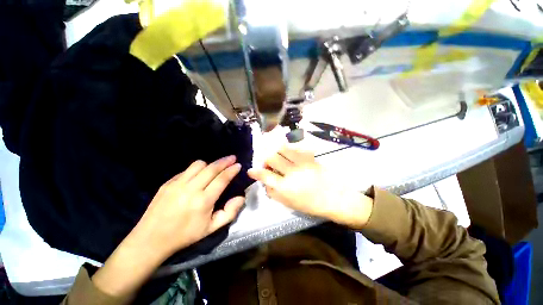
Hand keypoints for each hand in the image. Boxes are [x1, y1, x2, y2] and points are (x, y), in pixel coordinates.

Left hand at [92, 156, 244, 297]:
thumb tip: (241, 197)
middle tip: (232, 158)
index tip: (238, 165)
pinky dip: (197, 169)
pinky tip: (199, 175)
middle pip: (212, 168)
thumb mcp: (211, 228)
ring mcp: (177, 184)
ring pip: (198, 165)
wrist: (151, 239)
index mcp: (203, 201)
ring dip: (210, 164)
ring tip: (216, 167)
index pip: (222, 179)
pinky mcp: (168, 183)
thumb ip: (230, 212)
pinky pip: (186, 170)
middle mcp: (191, 189)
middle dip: (224, 161)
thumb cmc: (185, 235)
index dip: (232, 170)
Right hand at [248, 147, 372, 229]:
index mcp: (286, 187)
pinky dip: (289, 151)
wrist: (334, 198)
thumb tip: (265, 183)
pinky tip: (290, 156)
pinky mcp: (309, 157)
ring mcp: (301, 163)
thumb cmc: (311, 205)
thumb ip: (274, 193)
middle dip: (266, 160)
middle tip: (268, 164)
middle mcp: (291, 172)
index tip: (251, 170)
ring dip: (276, 152)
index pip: (265, 175)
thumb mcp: (289, 204)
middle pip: (272, 158)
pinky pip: (295, 149)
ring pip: (282, 149)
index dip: (255, 172)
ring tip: (278, 157)